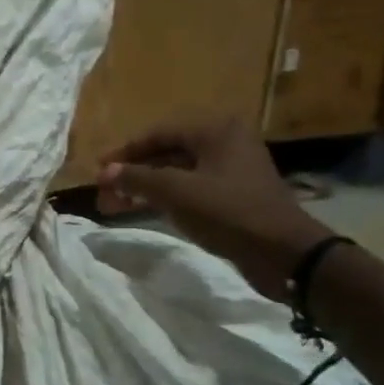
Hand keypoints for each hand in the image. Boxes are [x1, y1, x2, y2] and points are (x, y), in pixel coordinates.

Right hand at [97, 117, 331, 297]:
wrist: (285, 254)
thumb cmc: (230, 212)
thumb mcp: (178, 192)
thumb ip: (138, 179)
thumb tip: (105, 172)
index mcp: (216, 130)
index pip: (158, 133)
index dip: (124, 152)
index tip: (98, 169)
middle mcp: (225, 143)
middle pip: (166, 153)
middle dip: (132, 174)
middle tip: (103, 192)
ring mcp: (231, 171)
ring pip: (176, 174)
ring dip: (145, 188)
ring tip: (114, 205)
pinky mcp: (234, 197)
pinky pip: (190, 190)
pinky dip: (165, 198)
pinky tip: (144, 210)